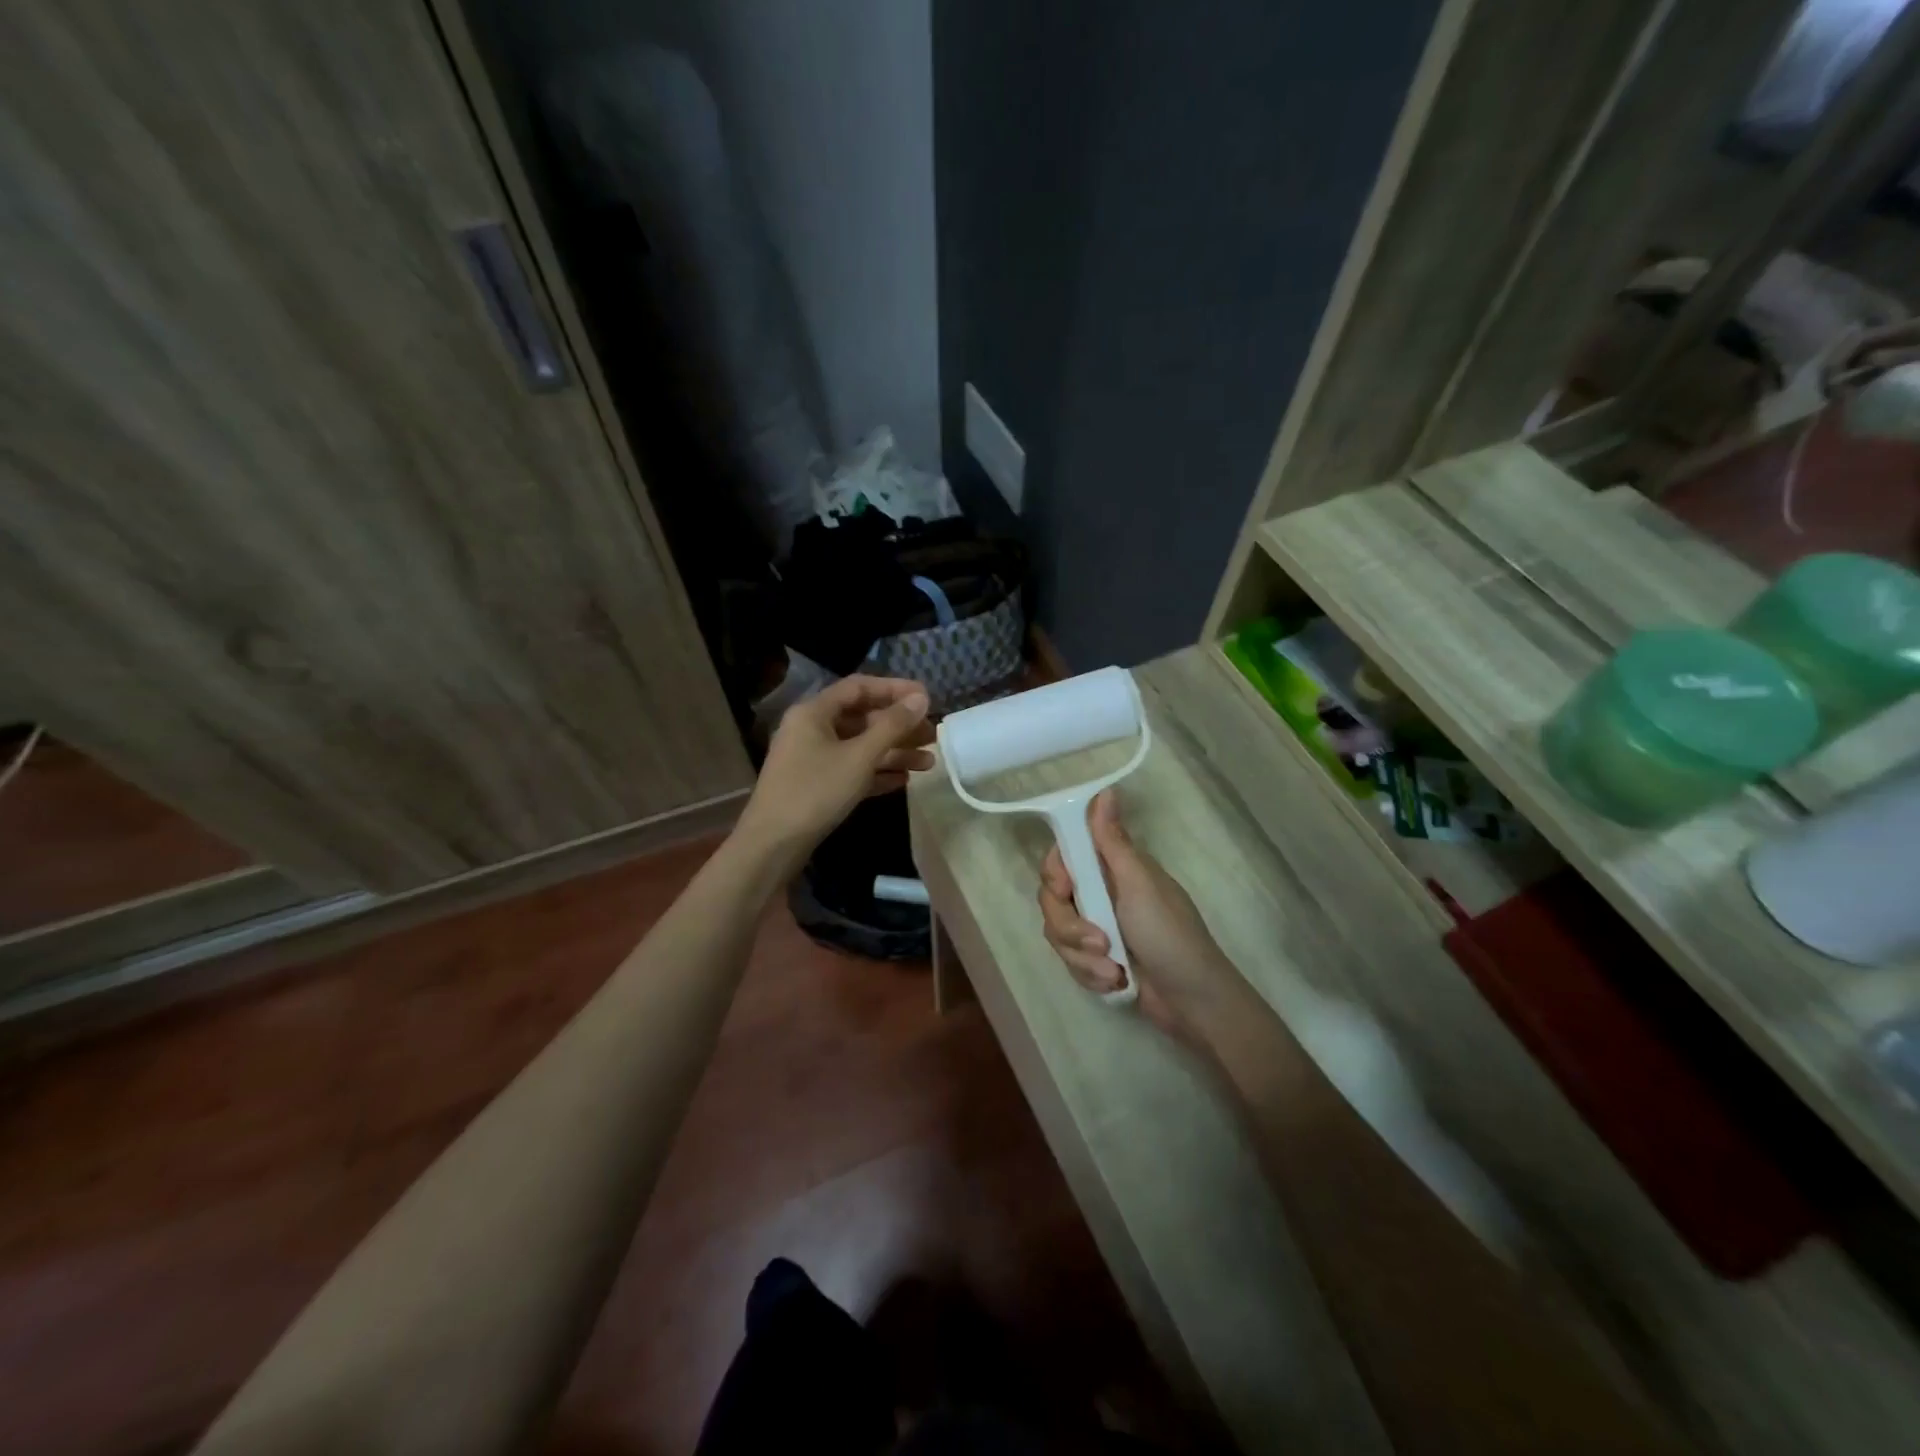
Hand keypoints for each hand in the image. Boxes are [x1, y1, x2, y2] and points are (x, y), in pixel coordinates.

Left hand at [735, 675, 933, 867]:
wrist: (772, 845)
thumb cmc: (815, 792)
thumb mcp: (859, 757)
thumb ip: (892, 726)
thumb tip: (921, 698)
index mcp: (814, 712)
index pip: (859, 687)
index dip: (894, 689)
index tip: (926, 697)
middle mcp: (811, 729)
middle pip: (862, 719)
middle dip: (899, 727)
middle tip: (933, 736)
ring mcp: (812, 759)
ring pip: (859, 747)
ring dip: (893, 752)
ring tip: (928, 763)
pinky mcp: (815, 785)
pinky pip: (851, 770)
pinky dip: (876, 773)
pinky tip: (904, 781)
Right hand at [1036, 790, 1243, 1043]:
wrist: (1192, 1002)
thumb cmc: (1170, 935)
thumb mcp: (1140, 885)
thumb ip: (1113, 841)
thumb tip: (1106, 790)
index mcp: (1112, 869)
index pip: (1063, 858)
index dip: (1056, 874)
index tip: (1065, 889)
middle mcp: (1101, 894)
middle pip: (1053, 901)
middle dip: (1070, 928)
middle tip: (1099, 943)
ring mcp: (1097, 929)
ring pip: (1059, 935)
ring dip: (1083, 958)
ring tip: (1113, 971)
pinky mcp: (1096, 961)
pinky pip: (1070, 962)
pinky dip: (1090, 976)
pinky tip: (1116, 983)